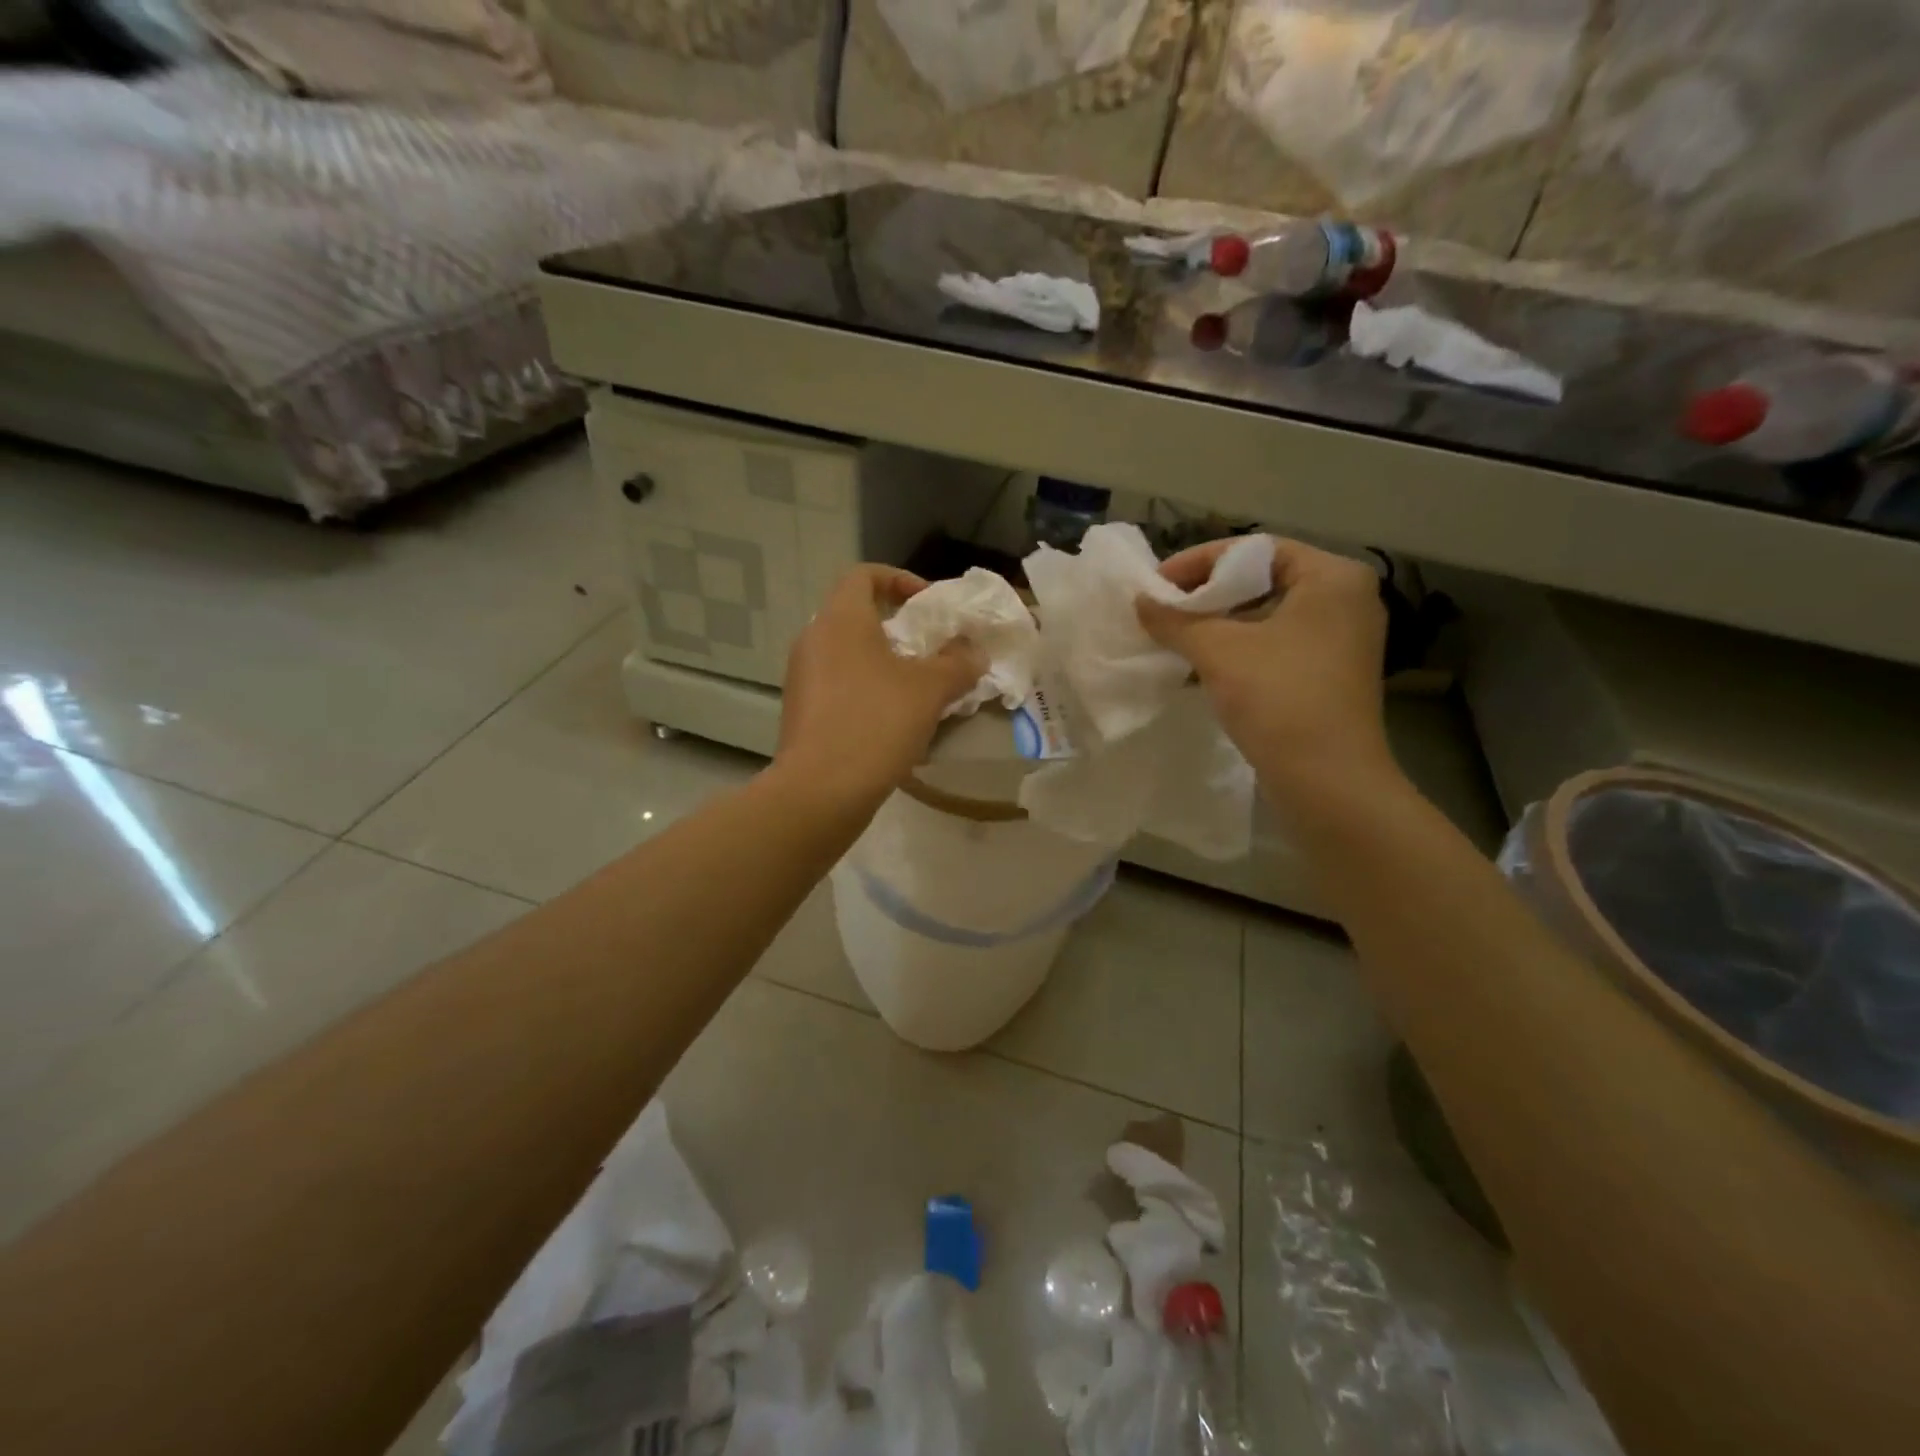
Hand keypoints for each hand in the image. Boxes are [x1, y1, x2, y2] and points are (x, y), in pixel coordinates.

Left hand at [776, 566, 985, 810]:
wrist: (820, 790)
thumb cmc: (876, 723)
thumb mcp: (930, 690)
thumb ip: (958, 663)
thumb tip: (973, 652)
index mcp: (841, 619)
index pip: (864, 575)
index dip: (900, 580)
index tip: (929, 605)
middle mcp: (814, 639)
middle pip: (857, 615)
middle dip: (898, 629)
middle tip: (931, 651)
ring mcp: (802, 677)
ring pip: (849, 654)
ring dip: (884, 663)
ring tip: (918, 690)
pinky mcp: (801, 711)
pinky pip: (839, 685)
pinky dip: (866, 690)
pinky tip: (893, 721)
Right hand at [1136, 537, 1396, 811]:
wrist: (1328, 781)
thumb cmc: (1279, 700)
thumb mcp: (1219, 651)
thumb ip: (1175, 619)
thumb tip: (1140, 601)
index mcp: (1331, 577)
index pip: (1254, 549)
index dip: (1198, 563)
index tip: (1156, 584)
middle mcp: (1344, 600)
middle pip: (1260, 580)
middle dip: (1205, 595)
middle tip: (1162, 610)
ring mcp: (1339, 640)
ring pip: (1264, 615)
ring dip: (1216, 625)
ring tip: (1172, 637)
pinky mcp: (1328, 674)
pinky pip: (1274, 645)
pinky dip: (1237, 649)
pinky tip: (1198, 665)